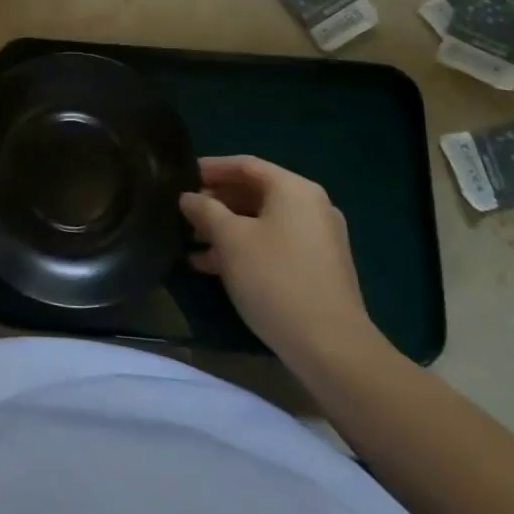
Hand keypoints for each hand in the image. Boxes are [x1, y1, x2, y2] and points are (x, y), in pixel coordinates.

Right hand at [180, 156, 382, 370]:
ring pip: (262, 221)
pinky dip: (245, 248)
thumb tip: (188, 197)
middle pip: (255, 192)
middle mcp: (311, 207)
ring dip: (226, 229)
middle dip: (216, 201)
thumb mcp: (230, 239)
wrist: (331, 348)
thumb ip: (205, 210)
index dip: (211, 168)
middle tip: (184, 212)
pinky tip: (213, 266)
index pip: (245, 165)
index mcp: (294, 189)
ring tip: (191, 242)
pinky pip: (274, 245)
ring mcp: (318, 239)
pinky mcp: (318, 269)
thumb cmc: (275, 279)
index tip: (182, 176)